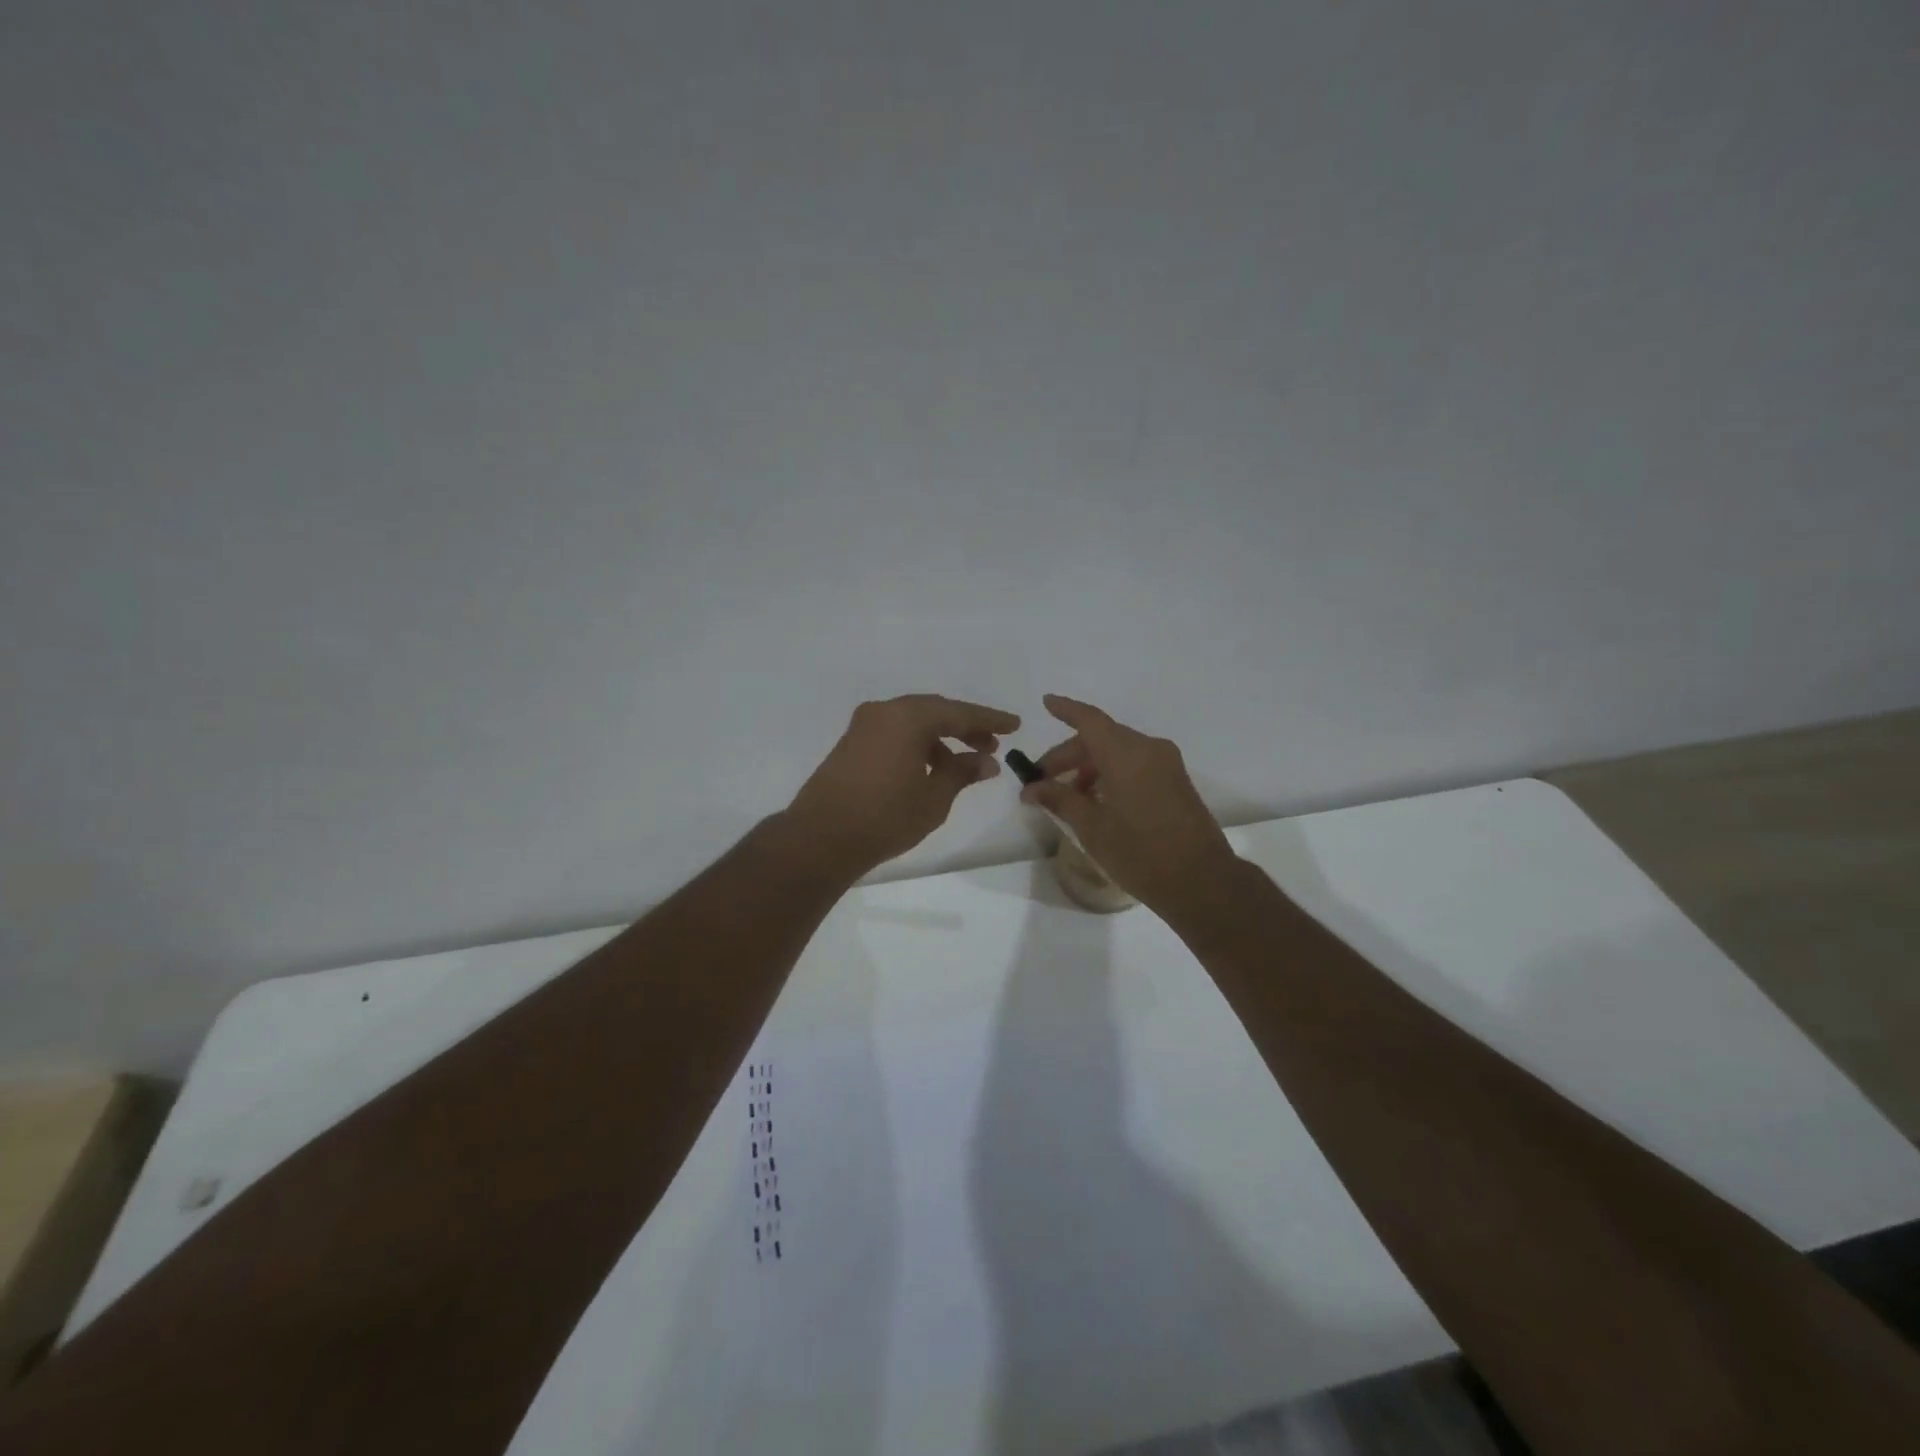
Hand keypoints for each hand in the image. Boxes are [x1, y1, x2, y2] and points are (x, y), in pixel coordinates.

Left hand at [782, 694, 1021, 880]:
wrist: (820, 838)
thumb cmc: (885, 817)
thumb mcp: (934, 798)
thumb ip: (962, 773)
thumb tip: (987, 760)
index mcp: (907, 717)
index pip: (958, 712)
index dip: (989, 719)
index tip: (1014, 725)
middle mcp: (884, 712)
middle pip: (934, 712)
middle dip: (965, 728)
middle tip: (991, 745)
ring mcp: (863, 727)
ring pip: (913, 723)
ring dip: (940, 740)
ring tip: (964, 765)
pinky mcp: (851, 744)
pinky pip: (894, 734)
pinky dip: (917, 746)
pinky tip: (930, 770)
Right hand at [1021, 694, 1237, 915]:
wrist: (1202, 882)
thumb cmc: (1141, 853)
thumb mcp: (1092, 828)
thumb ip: (1060, 799)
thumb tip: (1032, 788)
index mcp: (1127, 754)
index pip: (1089, 720)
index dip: (1066, 710)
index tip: (1045, 703)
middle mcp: (1149, 749)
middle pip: (1101, 739)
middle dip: (1069, 756)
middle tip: (1041, 782)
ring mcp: (1166, 765)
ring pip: (1118, 752)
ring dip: (1089, 768)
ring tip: (1067, 798)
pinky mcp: (1176, 782)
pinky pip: (1135, 765)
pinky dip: (1111, 774)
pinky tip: (1096, 802)